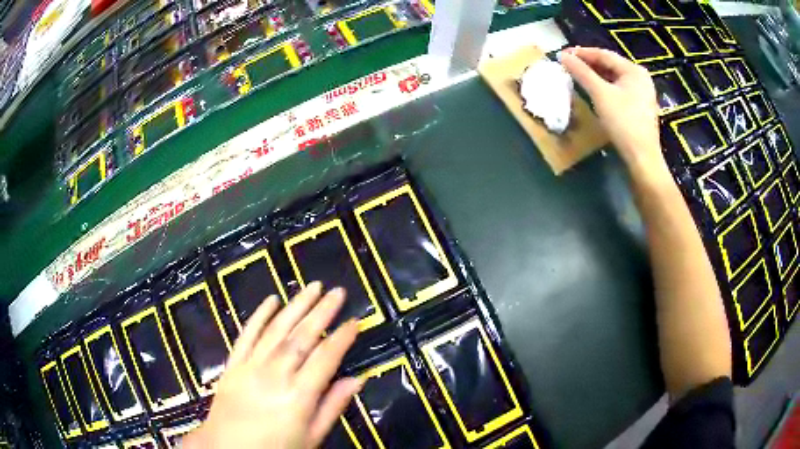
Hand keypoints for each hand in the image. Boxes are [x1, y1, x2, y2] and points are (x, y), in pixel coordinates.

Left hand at [182, 282, 361, 448]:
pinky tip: (271, 300)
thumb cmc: (275, 448)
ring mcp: (250, 366)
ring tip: (312, 287)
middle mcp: (275, 375)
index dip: (342, 338)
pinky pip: (246, 334)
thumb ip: (332, 407)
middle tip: (338, 291)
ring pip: (276, 329)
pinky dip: (259, 315)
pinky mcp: (233, 364)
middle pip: (302, 337)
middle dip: (322, 312)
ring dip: (296, 306)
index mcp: (298, 396)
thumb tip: (357, 380)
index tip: (355, 321)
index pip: (326, 359)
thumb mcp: (311, 437)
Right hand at [560, 47, 665, 177]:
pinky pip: (619, 89)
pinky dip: (605, 87)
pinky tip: (594, 90)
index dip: (581, 53)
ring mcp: (642, 93)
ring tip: (577, 75)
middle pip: (610, 65)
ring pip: (614, 77)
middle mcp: (640, 77)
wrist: (642, 157)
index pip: (603, 54)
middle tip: (568, 65)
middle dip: (588, 64)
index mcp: (634, 70)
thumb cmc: (623, 122)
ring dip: (596, 76)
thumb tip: (562, 56)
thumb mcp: (600, 94)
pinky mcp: (640, 106)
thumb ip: (581, 72)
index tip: (562, 54)